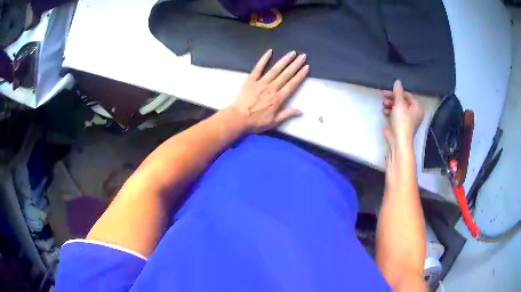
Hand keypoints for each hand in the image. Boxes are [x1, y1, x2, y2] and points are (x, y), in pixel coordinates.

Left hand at [228, 49, 308, 132]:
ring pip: (275, 69)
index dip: (300, 75)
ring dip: (284, 60)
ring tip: (292, 53)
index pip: (292, 84)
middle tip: (303, 56)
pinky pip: (258, 68)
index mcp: (278, 99)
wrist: (237, 119)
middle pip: (286, 74)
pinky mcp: (250, 80)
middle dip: (296, 65)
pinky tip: (269, 51)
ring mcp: (261, 83)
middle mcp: (271, 88)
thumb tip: (300, 111)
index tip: (306, 67)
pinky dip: (264, 59)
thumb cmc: (255, 122)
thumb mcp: (273, 122)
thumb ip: (287, 114)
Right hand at [382, 80, 423, 146]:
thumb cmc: (402, 121)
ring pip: (398, 108)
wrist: (398, 141)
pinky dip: (390, 112)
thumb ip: (398, 92)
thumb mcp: (399, 104)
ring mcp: (407, 120)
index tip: (388, 91)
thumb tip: (398, 81)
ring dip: (390, 105)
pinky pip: (395, 115)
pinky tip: (384, 112)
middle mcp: (414, 113)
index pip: (408, 95)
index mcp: (417, 108)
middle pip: (403, 101)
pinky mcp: (400, 125)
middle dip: (393, 99)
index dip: (398, 92)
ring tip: (384, 105)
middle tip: (384, 97)